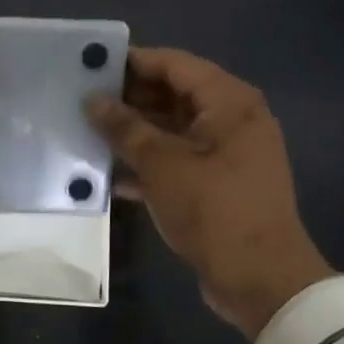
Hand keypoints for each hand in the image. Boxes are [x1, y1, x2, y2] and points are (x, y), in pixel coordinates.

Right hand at [87, 47, 333, 339]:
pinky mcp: (218, 183)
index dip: (132, 62)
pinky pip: (178, 158)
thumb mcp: (161, 165)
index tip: (91, 66)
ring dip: (133, 132)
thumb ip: (124, 128)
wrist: (262, 281)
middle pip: (173, 94)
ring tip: (87, 132)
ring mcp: (226, 152)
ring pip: (172, 129)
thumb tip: (93, 101)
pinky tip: (108, 173)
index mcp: (229, 101)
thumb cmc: (214, 210)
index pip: (174, 64)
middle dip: (129, 99)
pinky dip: (148, 162)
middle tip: (82, 101)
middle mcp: (232, 119)